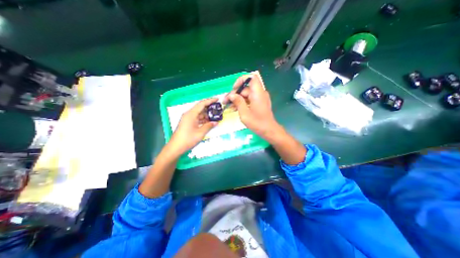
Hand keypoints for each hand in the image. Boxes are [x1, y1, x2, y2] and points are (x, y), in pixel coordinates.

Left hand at [167, 97, 218, 154]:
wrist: (175, 147)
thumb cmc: (187, 139)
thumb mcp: (200, 133)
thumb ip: (209, 126)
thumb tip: (216, 122)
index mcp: (191, 114)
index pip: (202, 104)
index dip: (210, 101)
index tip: (218, 99)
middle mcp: (189, 114)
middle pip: (200, 108)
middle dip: (209, 108)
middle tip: (218, 109)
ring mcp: (188, 118)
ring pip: (199, 113)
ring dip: (207, 115)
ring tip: (215, 116)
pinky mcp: (188, 123)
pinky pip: (197, 118)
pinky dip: (203, 119)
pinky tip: (209, 122)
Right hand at [223, 70, 280, 138]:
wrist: (269, 130)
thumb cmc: (257, 123)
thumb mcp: (244, 113)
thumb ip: (238, 102)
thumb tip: (231, 95)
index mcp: (258, 93)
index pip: (251, 78)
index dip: (241, 80)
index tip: (234, 89)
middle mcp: (260, 93)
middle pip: (246, 88)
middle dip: (235, 93)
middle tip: (226, 101)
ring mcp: (260, 98)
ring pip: (246, 94)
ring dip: (237, 99)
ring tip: (229, 106)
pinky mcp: (259, 103)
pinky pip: (249, 99)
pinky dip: (242, 102)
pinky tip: (235, 108)